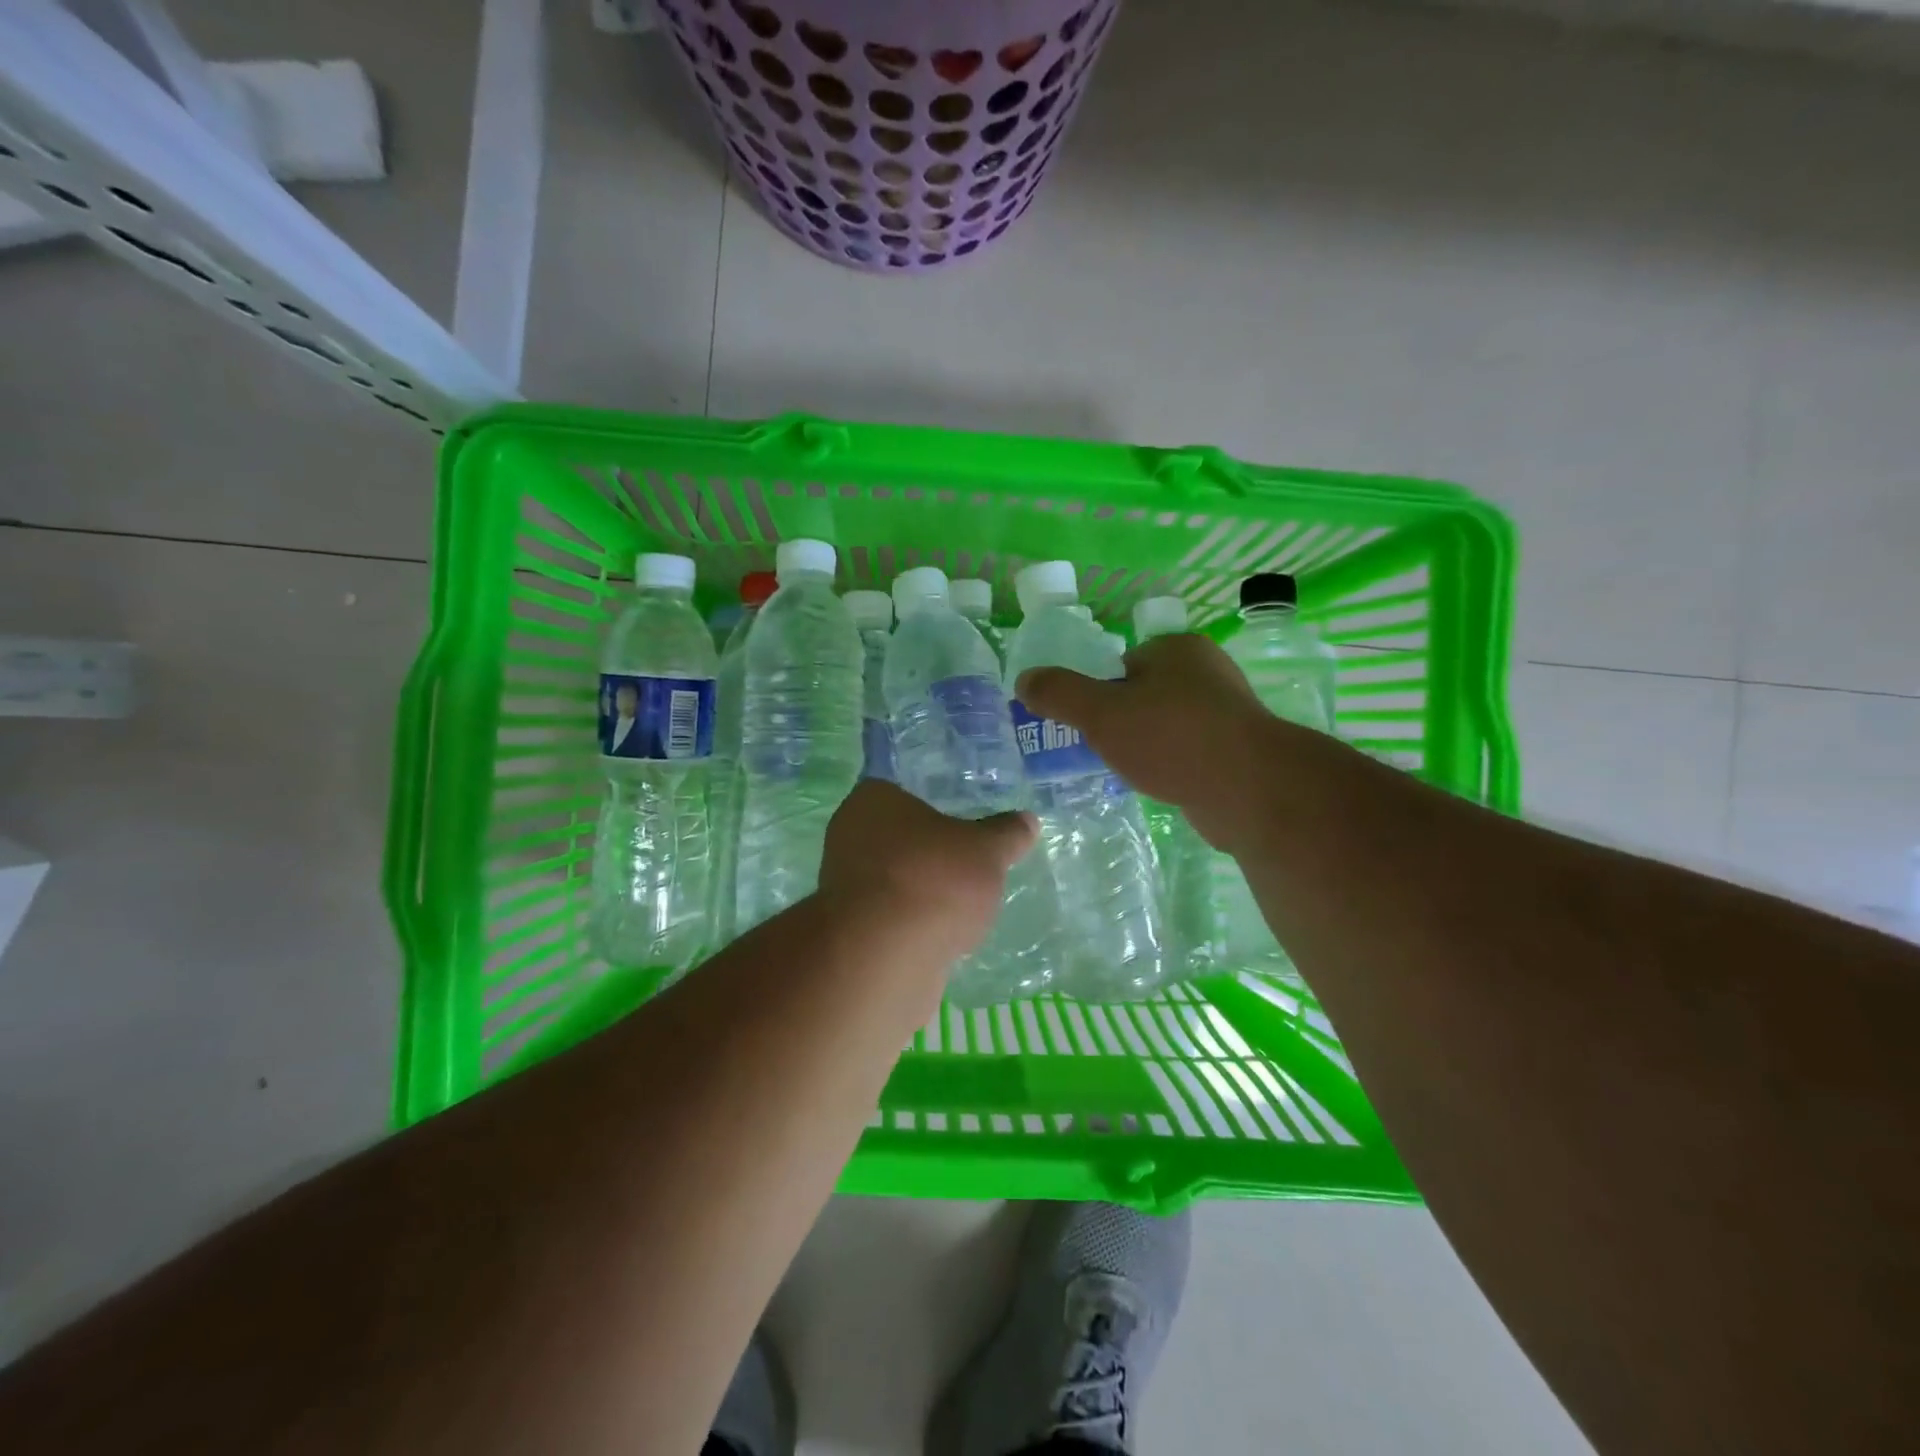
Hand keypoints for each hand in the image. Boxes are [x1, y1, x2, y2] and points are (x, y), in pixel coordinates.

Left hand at [819, 781, 1037, 963]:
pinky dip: (914, 926)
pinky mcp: (851, 932)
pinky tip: (943, 937)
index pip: (900, 792)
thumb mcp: (986, 851)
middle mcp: (848, 837)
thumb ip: (1007, 834)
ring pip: (894, 881)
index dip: (932, 806)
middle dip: (929, 852)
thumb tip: (1027, 820)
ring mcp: (845, 887)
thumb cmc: (933, 880)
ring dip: (922, 892)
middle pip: (897, 839)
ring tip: (963, 905)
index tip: (962, 823)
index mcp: (872, 801)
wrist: (885, 958)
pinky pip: (891, 919)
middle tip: (968, 863)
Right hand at [1015, 633, 1295, 851]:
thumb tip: (1024, 680)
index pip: (1122, 663)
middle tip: (1100, 749)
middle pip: (1143, 694)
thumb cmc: (1170, 738)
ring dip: (1145, 745)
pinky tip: (1160, 784)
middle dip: (1120, 721)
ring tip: (1128, 771)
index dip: (1098, 692)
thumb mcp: (1099, 712)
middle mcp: (1207, 671)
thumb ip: (1059, 693)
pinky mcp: (1236, 750)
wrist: (1248, 790)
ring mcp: (1226, 712)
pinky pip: (1187, 751)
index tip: (1085, 724)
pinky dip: (1170, 765)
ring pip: (1165, 725)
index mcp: (1177, 648)